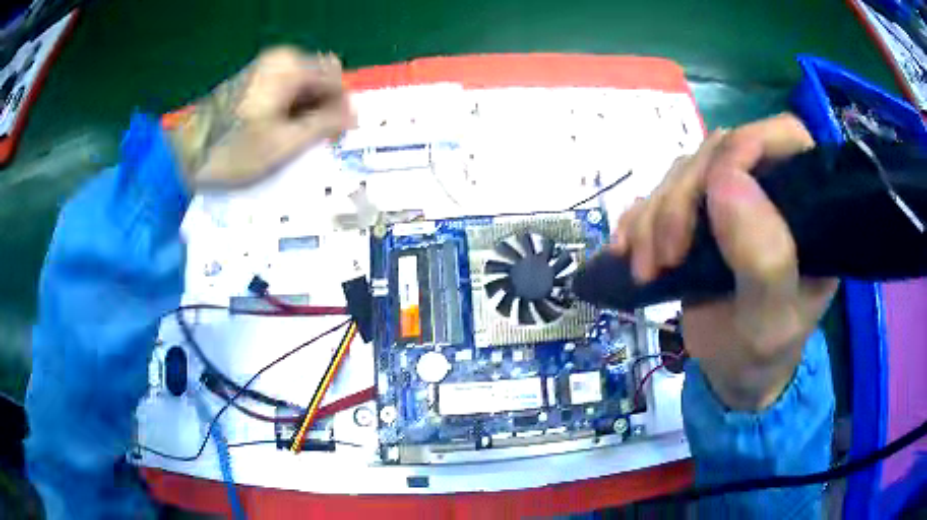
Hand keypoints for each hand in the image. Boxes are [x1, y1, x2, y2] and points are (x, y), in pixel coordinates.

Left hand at [169, 47, 353, 188]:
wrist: (183, 156)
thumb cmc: (232, 153)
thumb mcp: (284, 143)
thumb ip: (324, 124)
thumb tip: (354, 115)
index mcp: (290, 67)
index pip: (336, 78)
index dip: (342, 106)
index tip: (338, 135)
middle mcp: (279, 60)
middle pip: (319, 79)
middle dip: (324, 108)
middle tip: (317, 141)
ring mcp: (262, 69)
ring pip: (302, 86)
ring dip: (306, 111)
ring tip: (296, 142)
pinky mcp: (251, 81)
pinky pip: (284, 89)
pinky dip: (289, 109)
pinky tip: (278, 134)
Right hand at [611, 114, 838, 409]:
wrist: (734, 373)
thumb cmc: (763, 352)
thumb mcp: (770, 322)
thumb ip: (765, 261)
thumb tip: (728, 181)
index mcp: (806, 207)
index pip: (784, 138)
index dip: (747, 145)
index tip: (712, 190)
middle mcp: (769, 190)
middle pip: (719, 152)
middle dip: (683, 198)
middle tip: (667, 255)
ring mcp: (730, 199)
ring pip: (684, 171)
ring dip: (655, 215)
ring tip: (647, 268)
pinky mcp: (698, 214)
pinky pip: (659, 194)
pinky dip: (637, 220)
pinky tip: (627, 251)